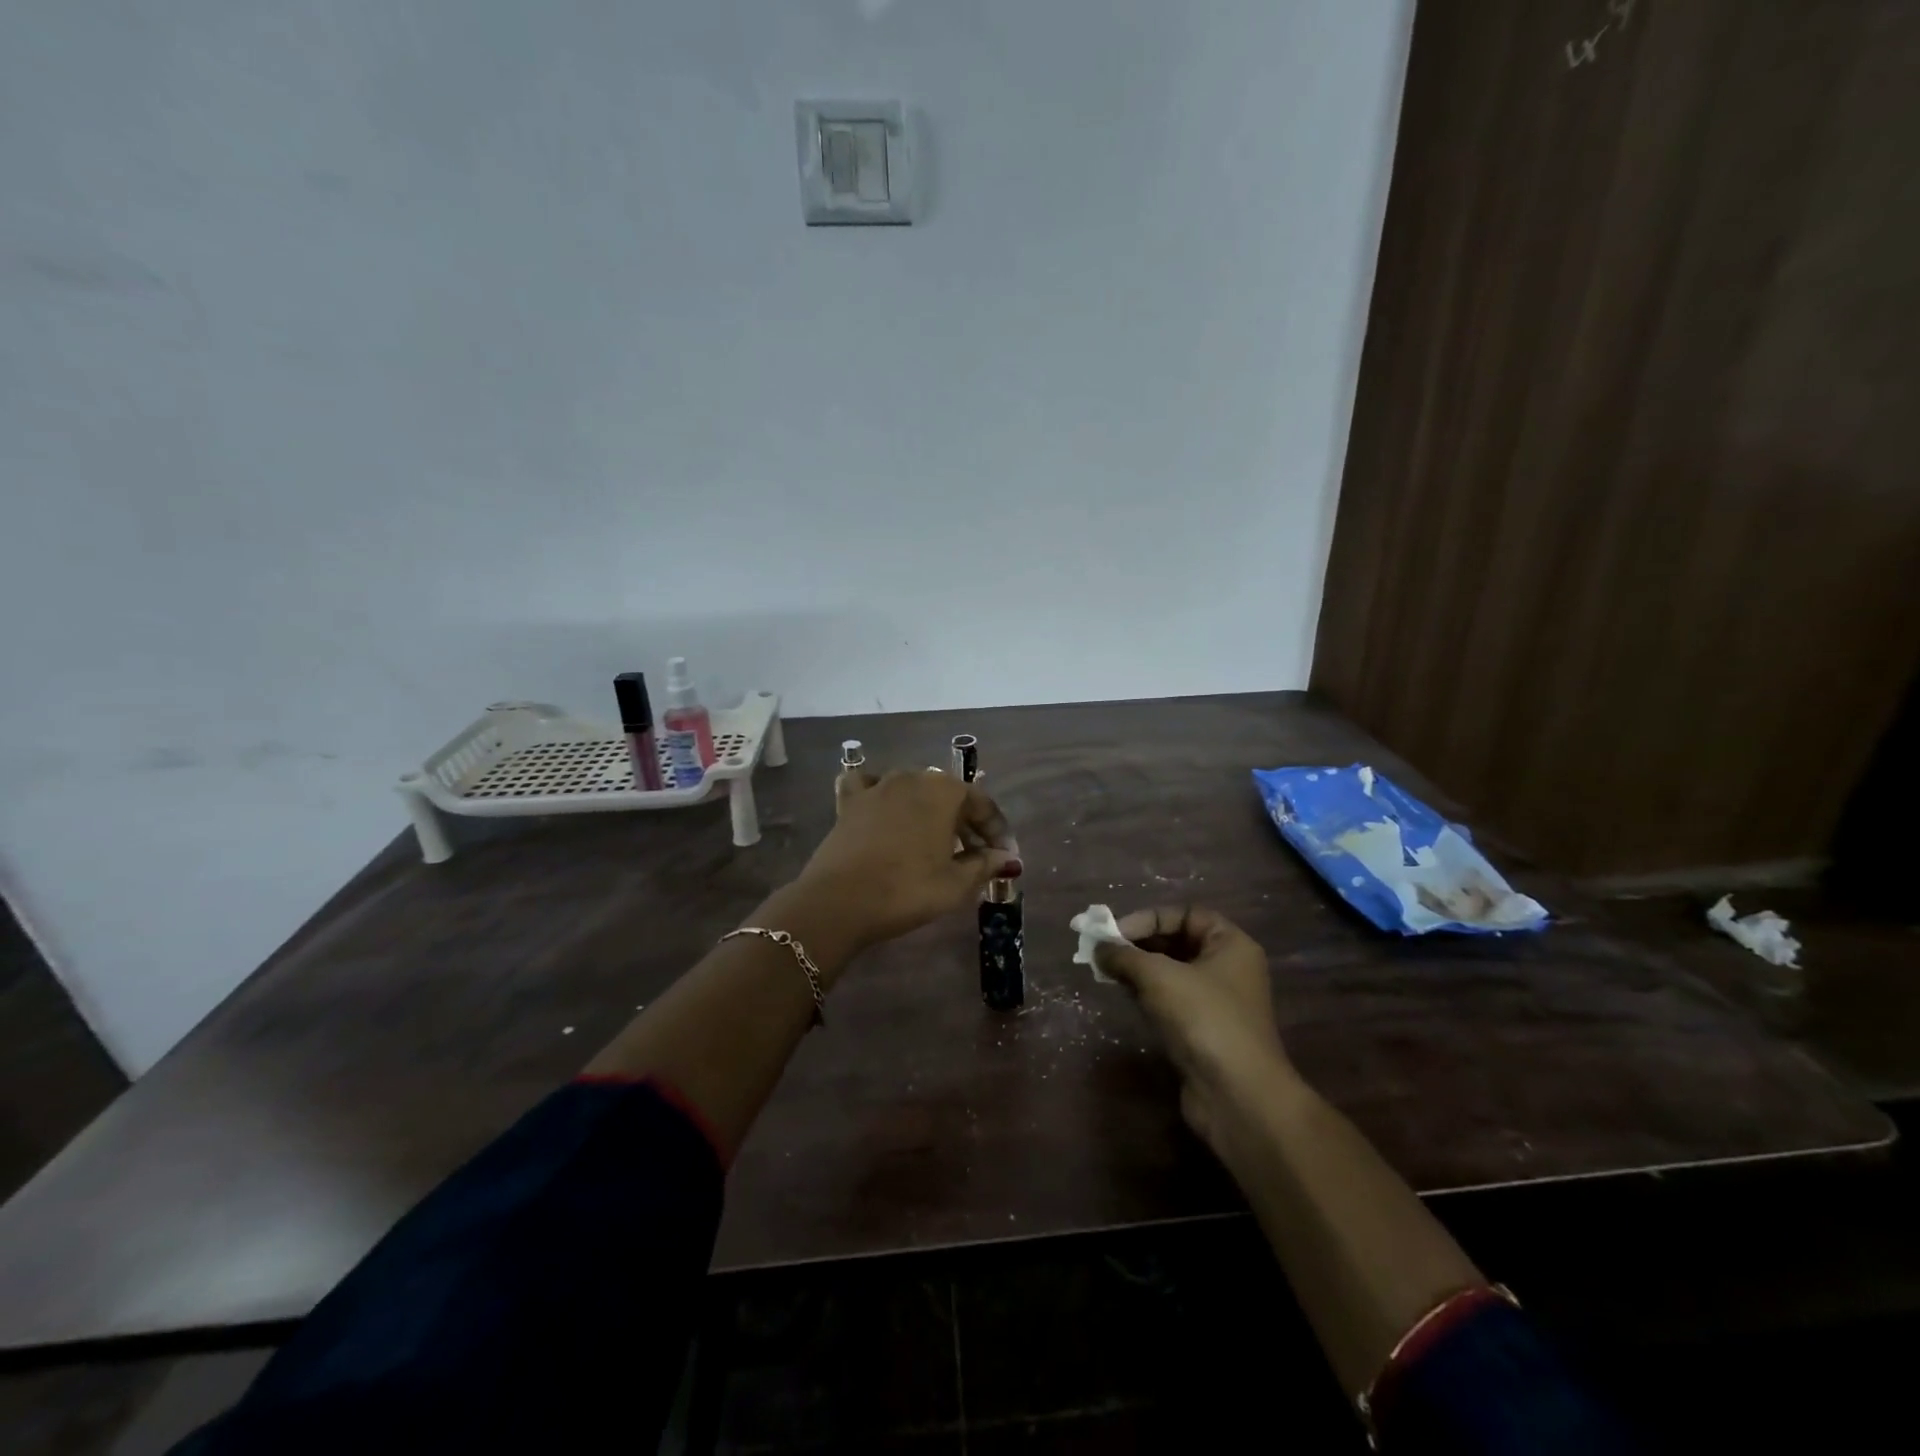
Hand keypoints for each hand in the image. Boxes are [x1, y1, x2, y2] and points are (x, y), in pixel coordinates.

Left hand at [795, 768, 1020, 950]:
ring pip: (913, 791)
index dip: (997, 830)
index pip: (981, 803)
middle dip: (965, 822)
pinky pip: (869, 788)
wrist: (839, 901)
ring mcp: (877, 787)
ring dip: (929, 812)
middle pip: (948, 795)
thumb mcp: (956, 884)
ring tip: (935, 842)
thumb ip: (984, 865)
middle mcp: (912, 778)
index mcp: (943, 791)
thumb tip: (1004, 856)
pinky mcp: (849, 803)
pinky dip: (881, 796)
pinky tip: (885, 810)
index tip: (1005, 855)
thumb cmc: (907, 890)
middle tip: (976, 855)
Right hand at [1094, 907, 1292, 1150]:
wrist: (1238, 1096)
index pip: (1185, 914)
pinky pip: (1170, 1002)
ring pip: (1171, 974)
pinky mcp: (1203, 1032)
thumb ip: (1125, 956)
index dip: (1148, 919)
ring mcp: (1216, 1003)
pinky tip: (1124, 996)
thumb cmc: (1204, 1020)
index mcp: (1230, 945)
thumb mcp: (1159, 977)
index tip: (1114, 933)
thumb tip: (1098, 948)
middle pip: (1177, 943)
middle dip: (1138, 945)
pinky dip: (1146, 995)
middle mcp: (1227, 969)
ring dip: (1139, 971)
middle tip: (1103, 952)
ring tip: (1107, 972)